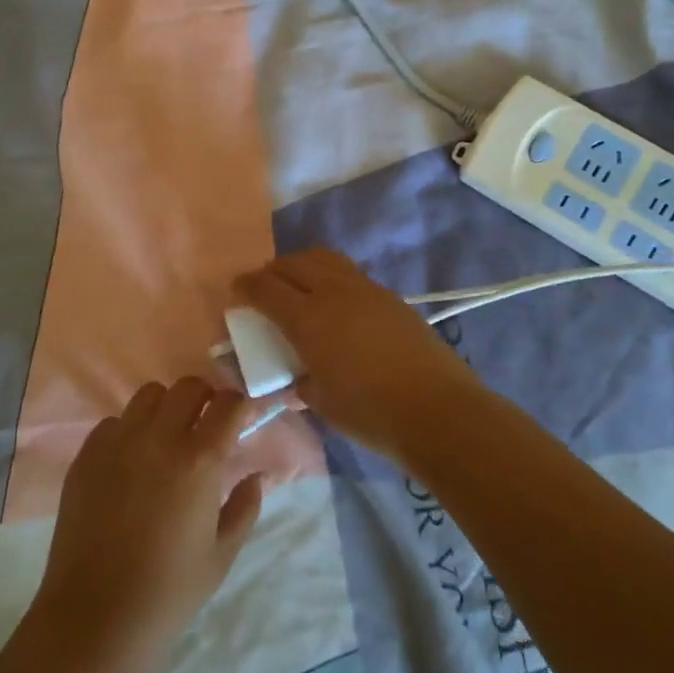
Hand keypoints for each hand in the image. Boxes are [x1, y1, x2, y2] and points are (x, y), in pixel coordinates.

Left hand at [32, 377, 264, 672]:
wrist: (94, 618)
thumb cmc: (168, 592)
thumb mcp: (221, 555)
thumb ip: (245, 507)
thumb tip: (257, 476)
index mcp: (199, 460)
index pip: (228, 403)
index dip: (240, 406)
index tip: (241, 420)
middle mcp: (159, 438)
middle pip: (188, 386)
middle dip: (205, 398)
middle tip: (206, 425)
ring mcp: (118, 443)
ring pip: (149, 395)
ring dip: (166, 408)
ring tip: (167, 438)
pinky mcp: (86, 455)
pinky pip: (114, 422)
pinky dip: (129, 431)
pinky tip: (130, 463)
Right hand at [234, 249, 476, 466]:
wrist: (437, 409)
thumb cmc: (370, 413)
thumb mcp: (322, 402)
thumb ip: (301, 381)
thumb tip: (297, 376)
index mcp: (308, 318)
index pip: (267, 289)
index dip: (247, 286)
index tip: (237, 290)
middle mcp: (333, 292)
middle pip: (293, 264)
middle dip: (272, 271)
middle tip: (264, 287)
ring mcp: (365, 289)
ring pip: (324, 258)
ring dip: (302, 265)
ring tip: (297, 284)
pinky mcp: (389, 296)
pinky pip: (349, 273)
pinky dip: (330, 276)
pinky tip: (335, 301)